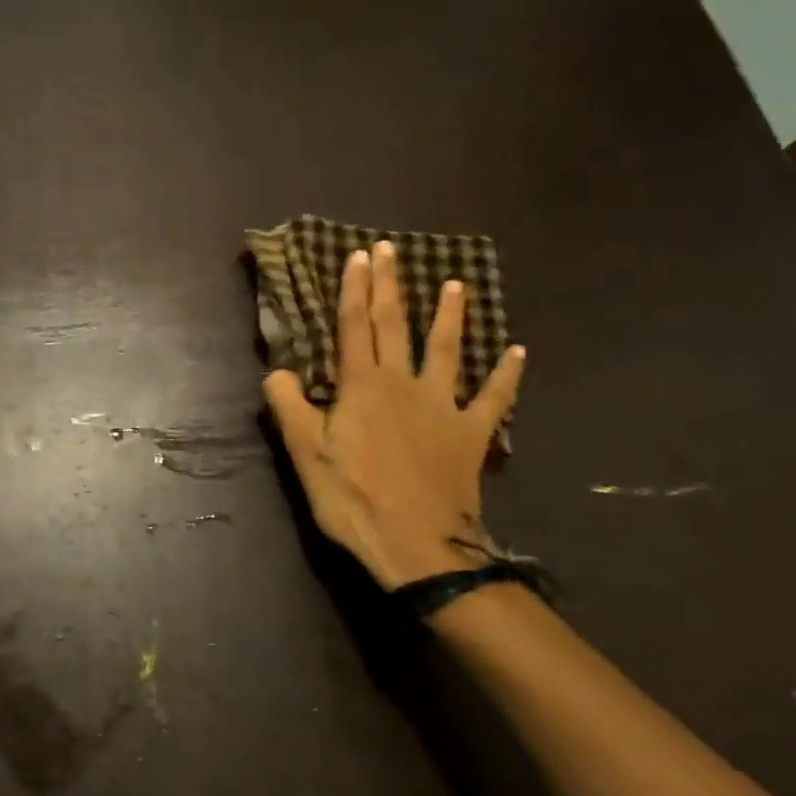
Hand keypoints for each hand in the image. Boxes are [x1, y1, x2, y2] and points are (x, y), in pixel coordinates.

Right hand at [264, 241, 523, 590]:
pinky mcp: (471, 434)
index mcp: (361, 387)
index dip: (353, 290)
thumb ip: (289, 406)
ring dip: (450, 315)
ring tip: (457, 284)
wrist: (419, 546)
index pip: (353, 327)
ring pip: (446, 350)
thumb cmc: (354, 499)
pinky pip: (493, 398)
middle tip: (389, 249)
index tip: (356, 256)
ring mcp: (442, 407)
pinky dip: (506, 375)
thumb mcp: (305, 455)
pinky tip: (517, 352)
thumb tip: (278, 370)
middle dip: (390, 285)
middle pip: (394, 326)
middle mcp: (403, 384)